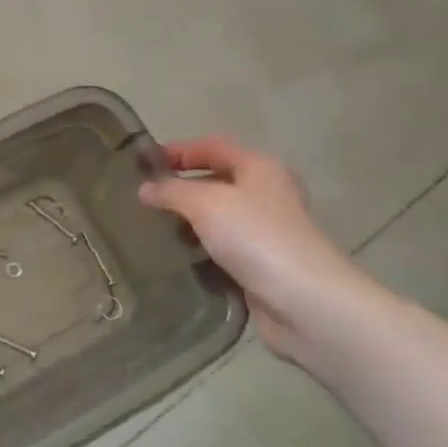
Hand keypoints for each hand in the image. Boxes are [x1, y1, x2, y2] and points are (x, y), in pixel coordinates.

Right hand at [138, 137, 372, 363]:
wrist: (303, 299)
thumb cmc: (255, 237)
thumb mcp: (204, 204)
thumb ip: (171, 191)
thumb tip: (146, 189)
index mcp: (260, 167)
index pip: (213, 146)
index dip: (179, 150)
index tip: (144, 162)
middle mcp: (267, 192)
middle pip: (217, 179)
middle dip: (181, 186)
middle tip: (146, 197)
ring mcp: (267, 228)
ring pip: (219, 215)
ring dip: (189, 219)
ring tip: (156, 228)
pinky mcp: (263, 261)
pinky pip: (224, 245)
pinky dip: (202, 246)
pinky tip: (180, 256)